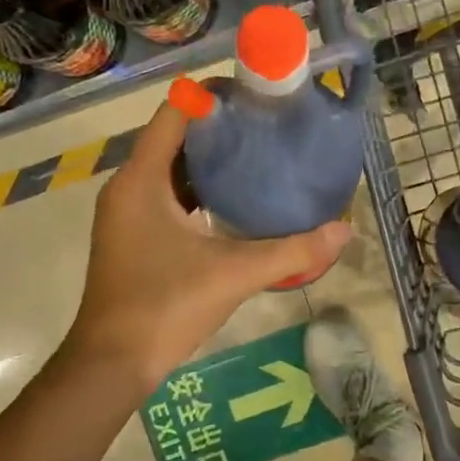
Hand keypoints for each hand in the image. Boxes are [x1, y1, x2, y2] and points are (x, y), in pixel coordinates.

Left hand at [66, 98, 351, 389]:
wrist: (113, 363)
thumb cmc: (165, 306)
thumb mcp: (234, 274)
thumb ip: (293, 251)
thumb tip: (345, 230)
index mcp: (142, 180)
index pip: (174, 114)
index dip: (213, 98)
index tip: (256, 97)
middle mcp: (129, 187)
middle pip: (174, 138)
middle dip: (220, 129)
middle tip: (268, 126)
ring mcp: (128, 213)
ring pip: (171, 169)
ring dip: (210, 161)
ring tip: (259, 155)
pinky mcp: (134, 236)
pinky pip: (168, 195)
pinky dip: (198, 189)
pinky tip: (236, 200)